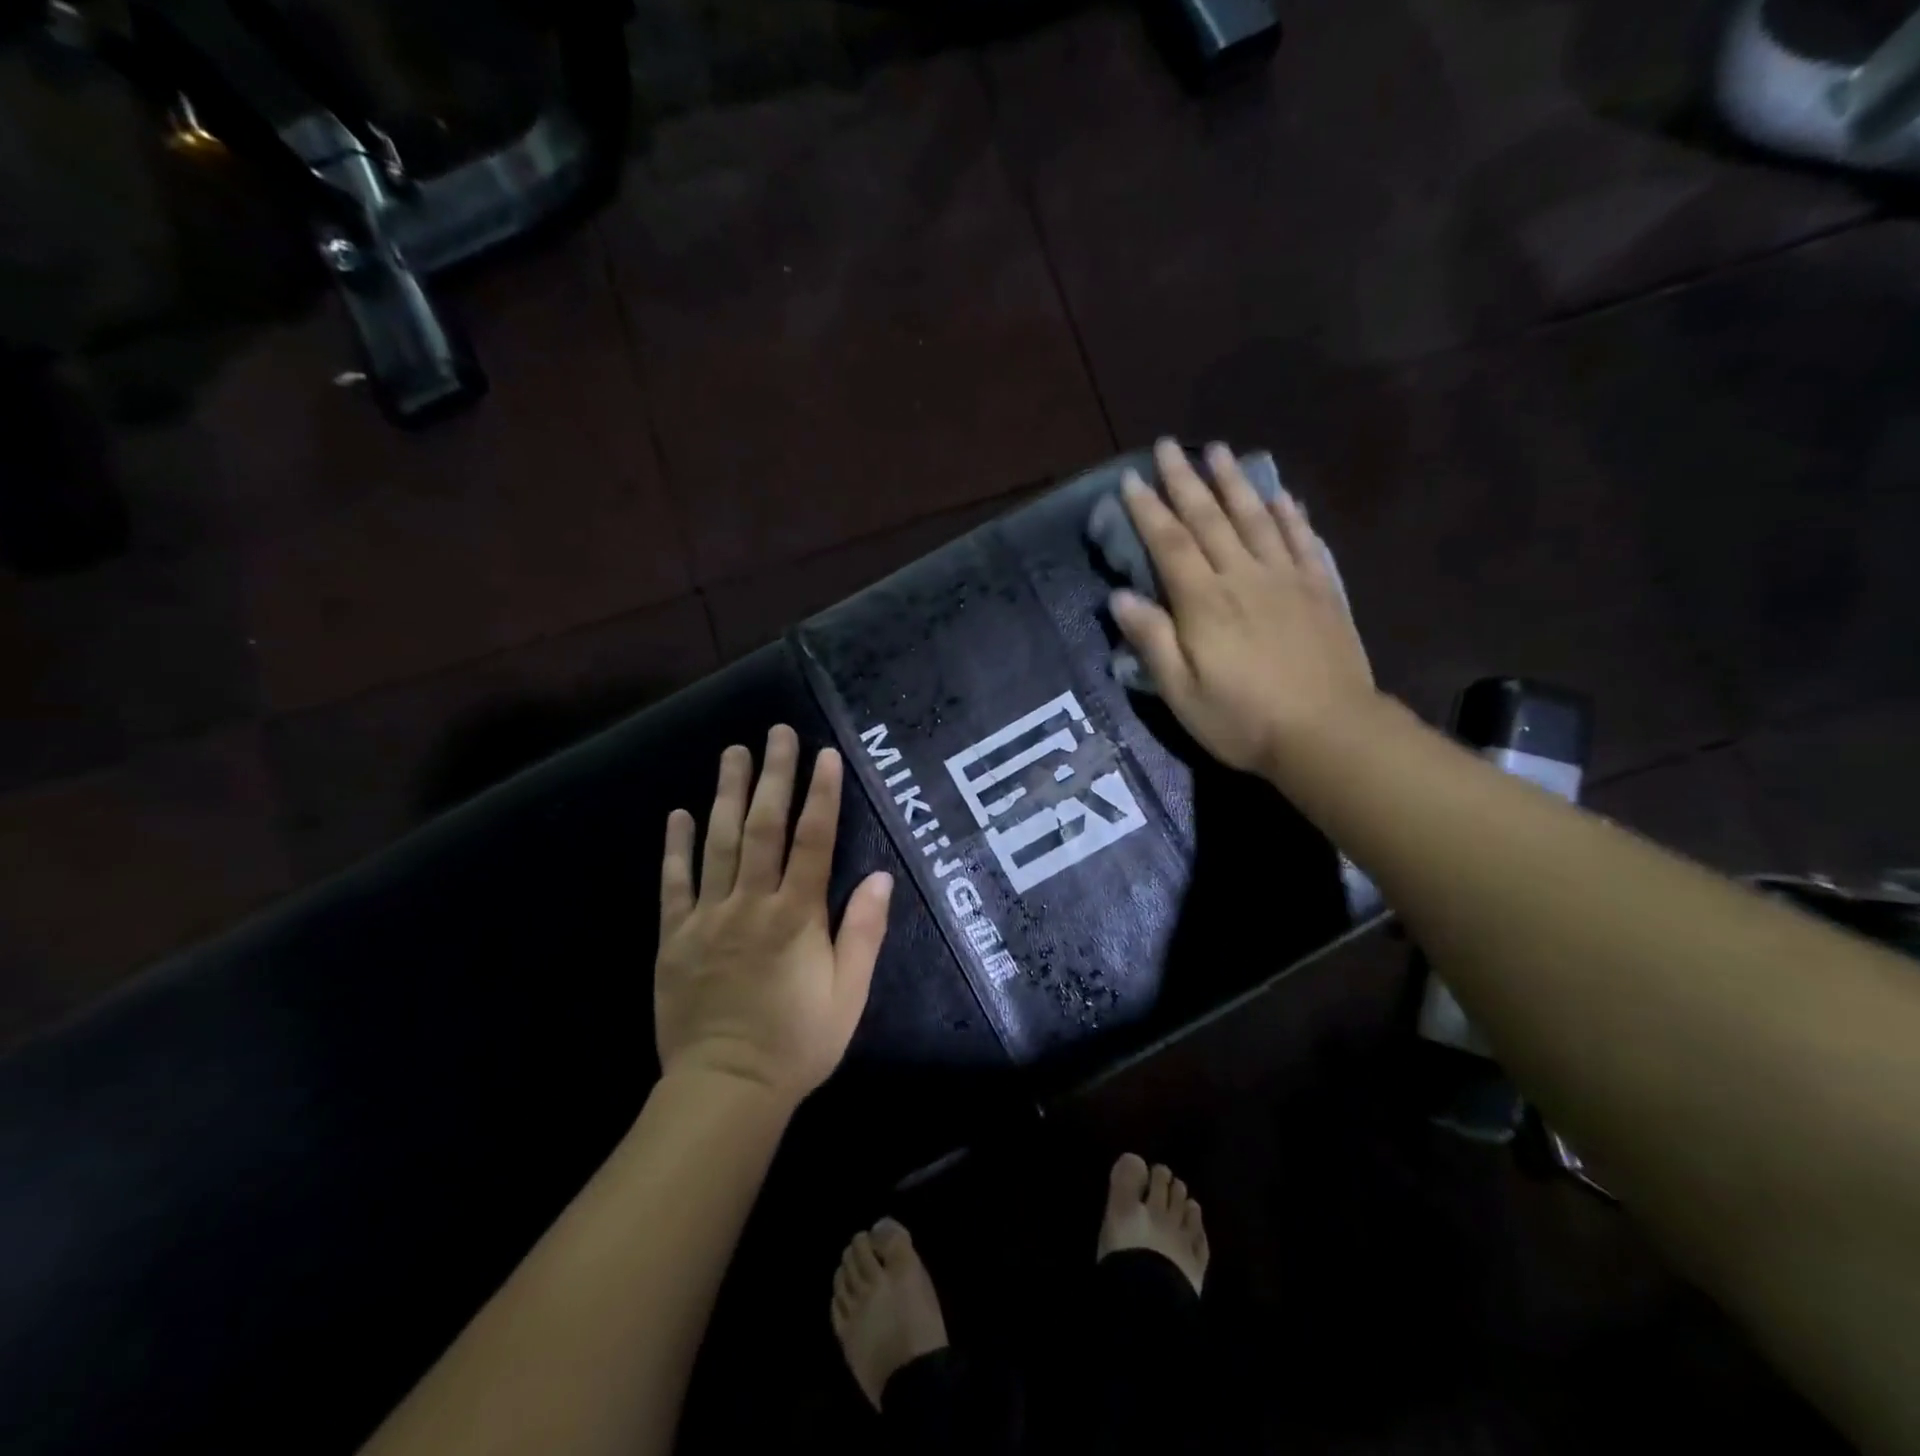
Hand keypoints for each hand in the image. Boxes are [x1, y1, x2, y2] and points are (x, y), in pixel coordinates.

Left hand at [655, 726, 893, 1102]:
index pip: (813, 841)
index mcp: (797, 916)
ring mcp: (709, 917)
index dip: (821, 795)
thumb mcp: (849, 994)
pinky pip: (675, 884)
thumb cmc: (798, 1042)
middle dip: (773, 776)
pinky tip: (679, 813)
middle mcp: (752, 904)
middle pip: (764, 828)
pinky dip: (677, 847)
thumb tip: (881, 876)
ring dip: (727, 794)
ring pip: (719, 843)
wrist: (726, 1088)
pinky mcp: (676, 937)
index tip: (825, 755)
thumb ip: (863, 932)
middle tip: (776, 733)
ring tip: (733, 752)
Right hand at [1110, 438, 1377, 779]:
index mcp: (1204, 602)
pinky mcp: (1320, 590)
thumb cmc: (1243, 720)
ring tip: (1218, 451)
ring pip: (1256, 518)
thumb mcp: (1181, 692)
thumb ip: (1152, 641)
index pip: (1169, 543)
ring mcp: (1287, 579)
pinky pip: (1302, 540)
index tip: (1131, 478)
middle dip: (1185, 480)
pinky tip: (1281, 496)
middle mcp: (1244, 577)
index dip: (1148, 510)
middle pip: (1210, 519)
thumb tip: (1120, 598)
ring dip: (1234, 483)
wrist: (1328, 733)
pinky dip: (1289, 514)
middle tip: (1168, 446)